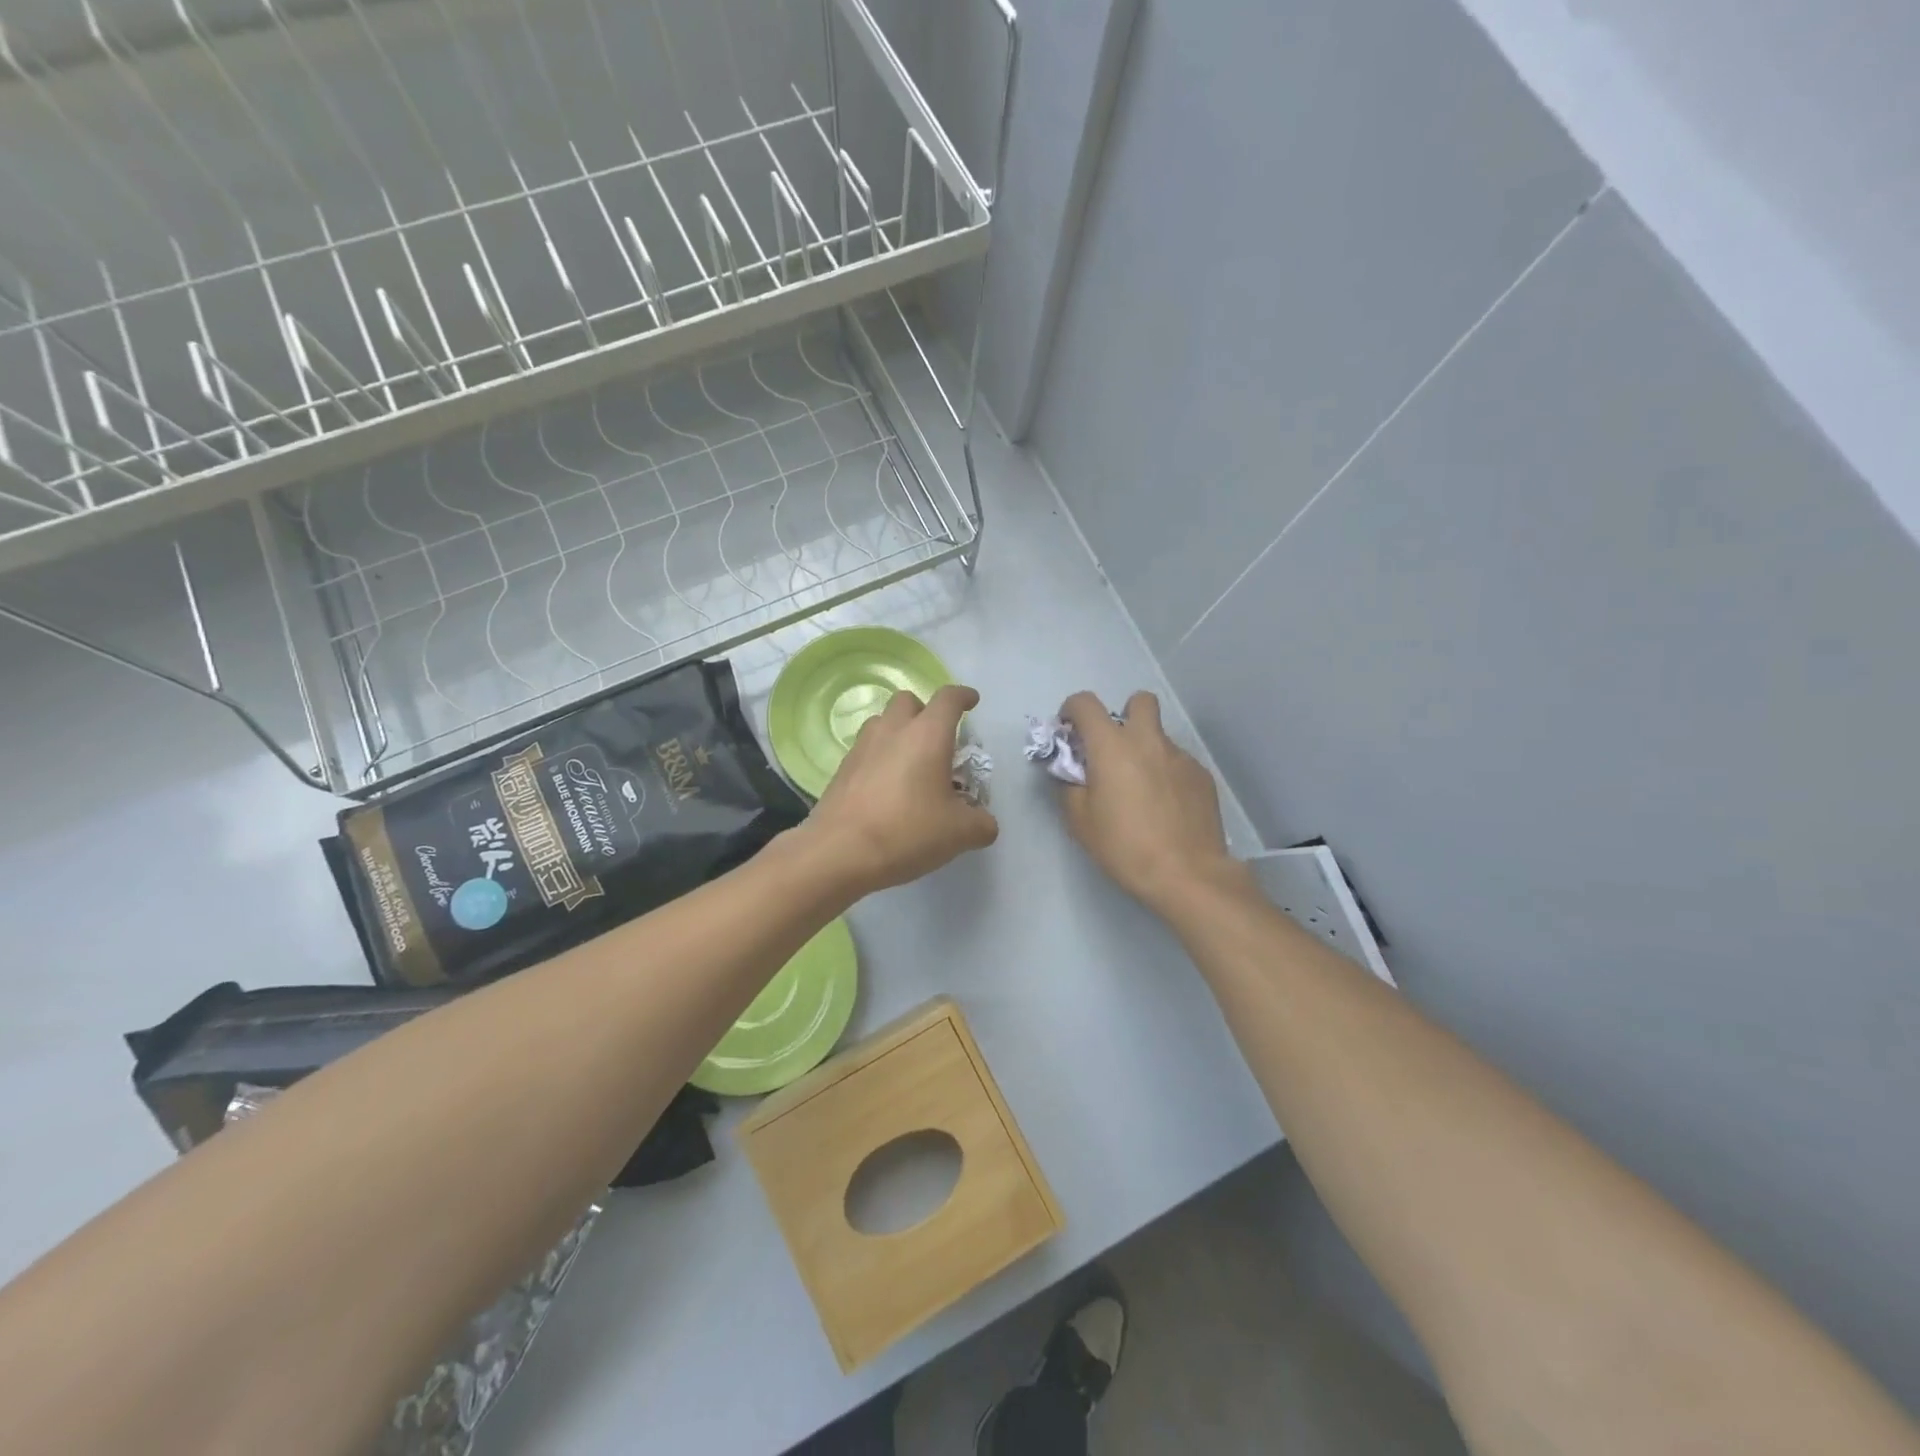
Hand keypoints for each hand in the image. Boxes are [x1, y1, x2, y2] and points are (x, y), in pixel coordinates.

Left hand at [806, 684, 998, 896]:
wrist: (839, 852)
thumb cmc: (907, 832)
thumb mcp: (959, 833)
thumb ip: (981, 824)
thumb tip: (984, 823)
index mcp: (927, 735)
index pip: (948, 699)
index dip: (963, 696)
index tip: (972, 701)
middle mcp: (893, 731)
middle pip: (908, 701)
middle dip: (925, 712)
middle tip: (938, 740)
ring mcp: (862, 748)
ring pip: (882, 722)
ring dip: (899, 732)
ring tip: (911, 764)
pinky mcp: (842, 769)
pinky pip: (866, 750)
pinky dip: (880, 757)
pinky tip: (887, 788)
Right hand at [1057, 690, 1245, 915]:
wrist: (1187, 874)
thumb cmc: (1125, 846)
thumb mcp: (1080, 822)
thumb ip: (1070, 787)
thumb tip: (1071, 772)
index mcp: (1112, 746)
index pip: (1086, 703)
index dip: (1072, 710)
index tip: (1069, 732)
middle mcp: (1149, 741)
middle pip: (1139, 700)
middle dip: (1124, 714)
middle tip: (1115, 749)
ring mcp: (1181, 756)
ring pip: (1159, 736)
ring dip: (1145, 750)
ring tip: (1142, 790)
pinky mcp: (1202, 776)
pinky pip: (1178, 762)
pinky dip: (1166, 774)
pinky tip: (1166, 807)